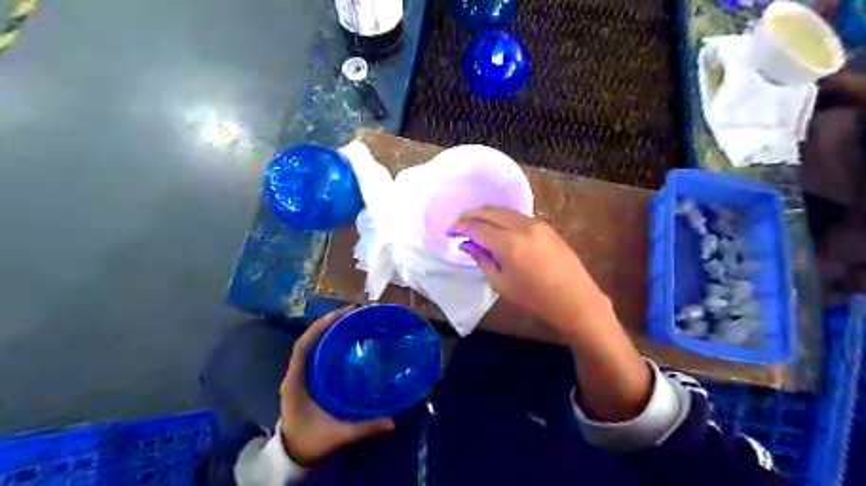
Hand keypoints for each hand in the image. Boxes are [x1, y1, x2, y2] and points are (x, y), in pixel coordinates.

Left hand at [281, 305, 395, 465]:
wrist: (292, 455)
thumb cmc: (310, 442)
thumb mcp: (337, 435)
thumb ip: (364, 428)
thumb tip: (392, 421)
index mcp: (296, 382)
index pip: (303, 346)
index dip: (320, 327)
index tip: (342, 314)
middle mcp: (295, 374)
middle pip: (309, 340)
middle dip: (328, 323)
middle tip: (353, 313)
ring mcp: (300, 375)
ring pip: (312, 345)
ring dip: (328, 330)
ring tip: (351, 320)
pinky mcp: (306, 379)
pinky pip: (316, 354)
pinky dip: (328, 342)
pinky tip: (345, 340)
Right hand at [455, 204, 648, 420]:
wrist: (574, 298)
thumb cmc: (534, 297)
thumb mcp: (501, 283)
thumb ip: (481, 259)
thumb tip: (466, 244)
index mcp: (508, 243)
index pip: (476, 226)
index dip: (459, 227)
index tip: (449, 232)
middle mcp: (521, 226)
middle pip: (488, 211)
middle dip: (469, 215)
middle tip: (457, 225)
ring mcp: (535, 223)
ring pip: (503, 210)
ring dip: (485, 214)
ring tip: (474, 224)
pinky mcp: (544, 225)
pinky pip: (516, 215)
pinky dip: (500, 217)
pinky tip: (495, 227)